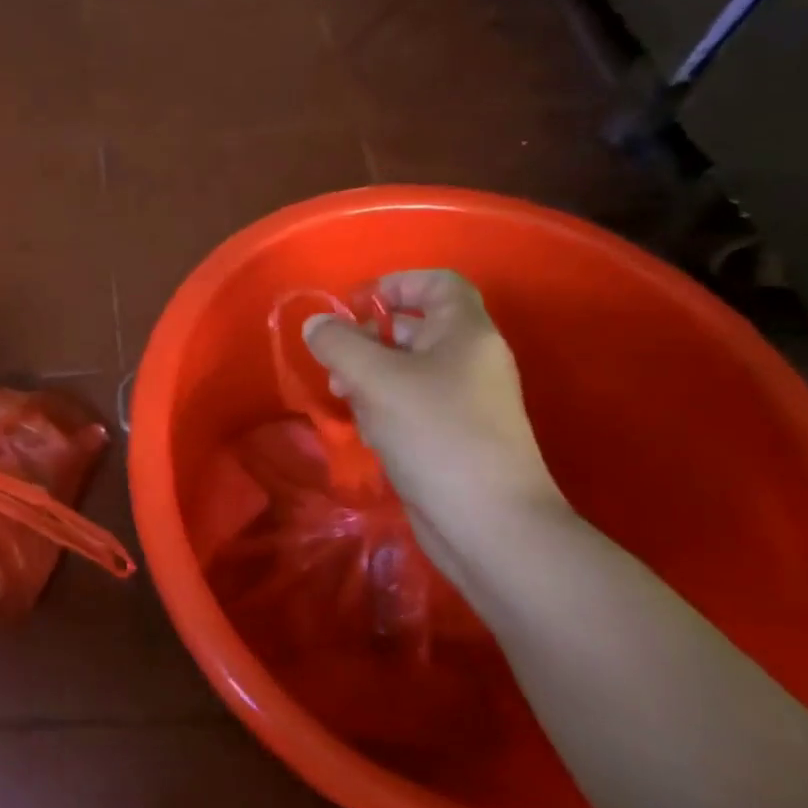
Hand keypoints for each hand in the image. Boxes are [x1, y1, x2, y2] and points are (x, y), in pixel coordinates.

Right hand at [302, 270, 567, 570]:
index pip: (437, 283)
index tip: (355, 306)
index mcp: (466, 333)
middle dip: (369, 337)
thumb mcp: (375, 379)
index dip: (394, 283)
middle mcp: (471, 360)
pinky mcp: (455, 436)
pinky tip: (368, 431)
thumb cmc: (435, 434)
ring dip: (370, 375)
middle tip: (337, 359)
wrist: (490, 524)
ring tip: (343, 396)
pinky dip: (385, 406)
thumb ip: (338, 343)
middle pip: (416, 326)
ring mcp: (466, 401)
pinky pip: (413, 404)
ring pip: (409, 369)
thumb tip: (317, 325)